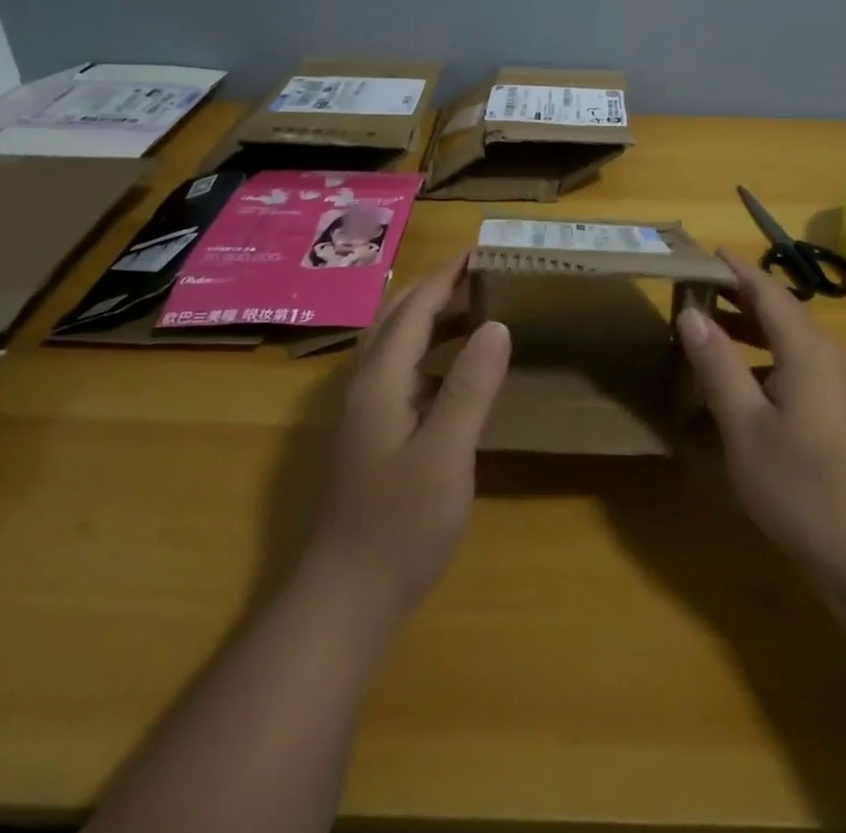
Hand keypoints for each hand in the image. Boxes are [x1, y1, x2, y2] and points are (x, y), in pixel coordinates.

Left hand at [304, 255, 511, 618]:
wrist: (347, 598)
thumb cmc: (401, 525)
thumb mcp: (446, 454)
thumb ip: (471, 387)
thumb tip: (498, 324)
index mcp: (381, 379)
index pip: (415, 308)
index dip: (447, 275)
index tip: (481, 249)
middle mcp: (366, 384)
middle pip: (398, 317)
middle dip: (437, 287)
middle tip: (483, 272)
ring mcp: (366, 411)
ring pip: (397, 344)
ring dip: (432, 317)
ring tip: (477, 308)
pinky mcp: (373, 434)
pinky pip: (402, 370)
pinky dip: (430, 351)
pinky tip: (457, 369)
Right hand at [679, 248, 845, 599]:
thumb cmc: (801, 484)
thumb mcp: (744, 424)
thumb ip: (718, 364)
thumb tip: (691, 315)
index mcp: (809, 349)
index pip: (769, 292)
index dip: (738, 270)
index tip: (709, 251)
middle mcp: (830, 357)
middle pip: (782, 313)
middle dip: (740, 297)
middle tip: (697, 288)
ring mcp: (841, 387)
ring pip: (791, 342)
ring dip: (752, 330)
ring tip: (711, 330)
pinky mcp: (842, 414)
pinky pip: (799, 368)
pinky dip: (766, 360)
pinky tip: (742, 385)